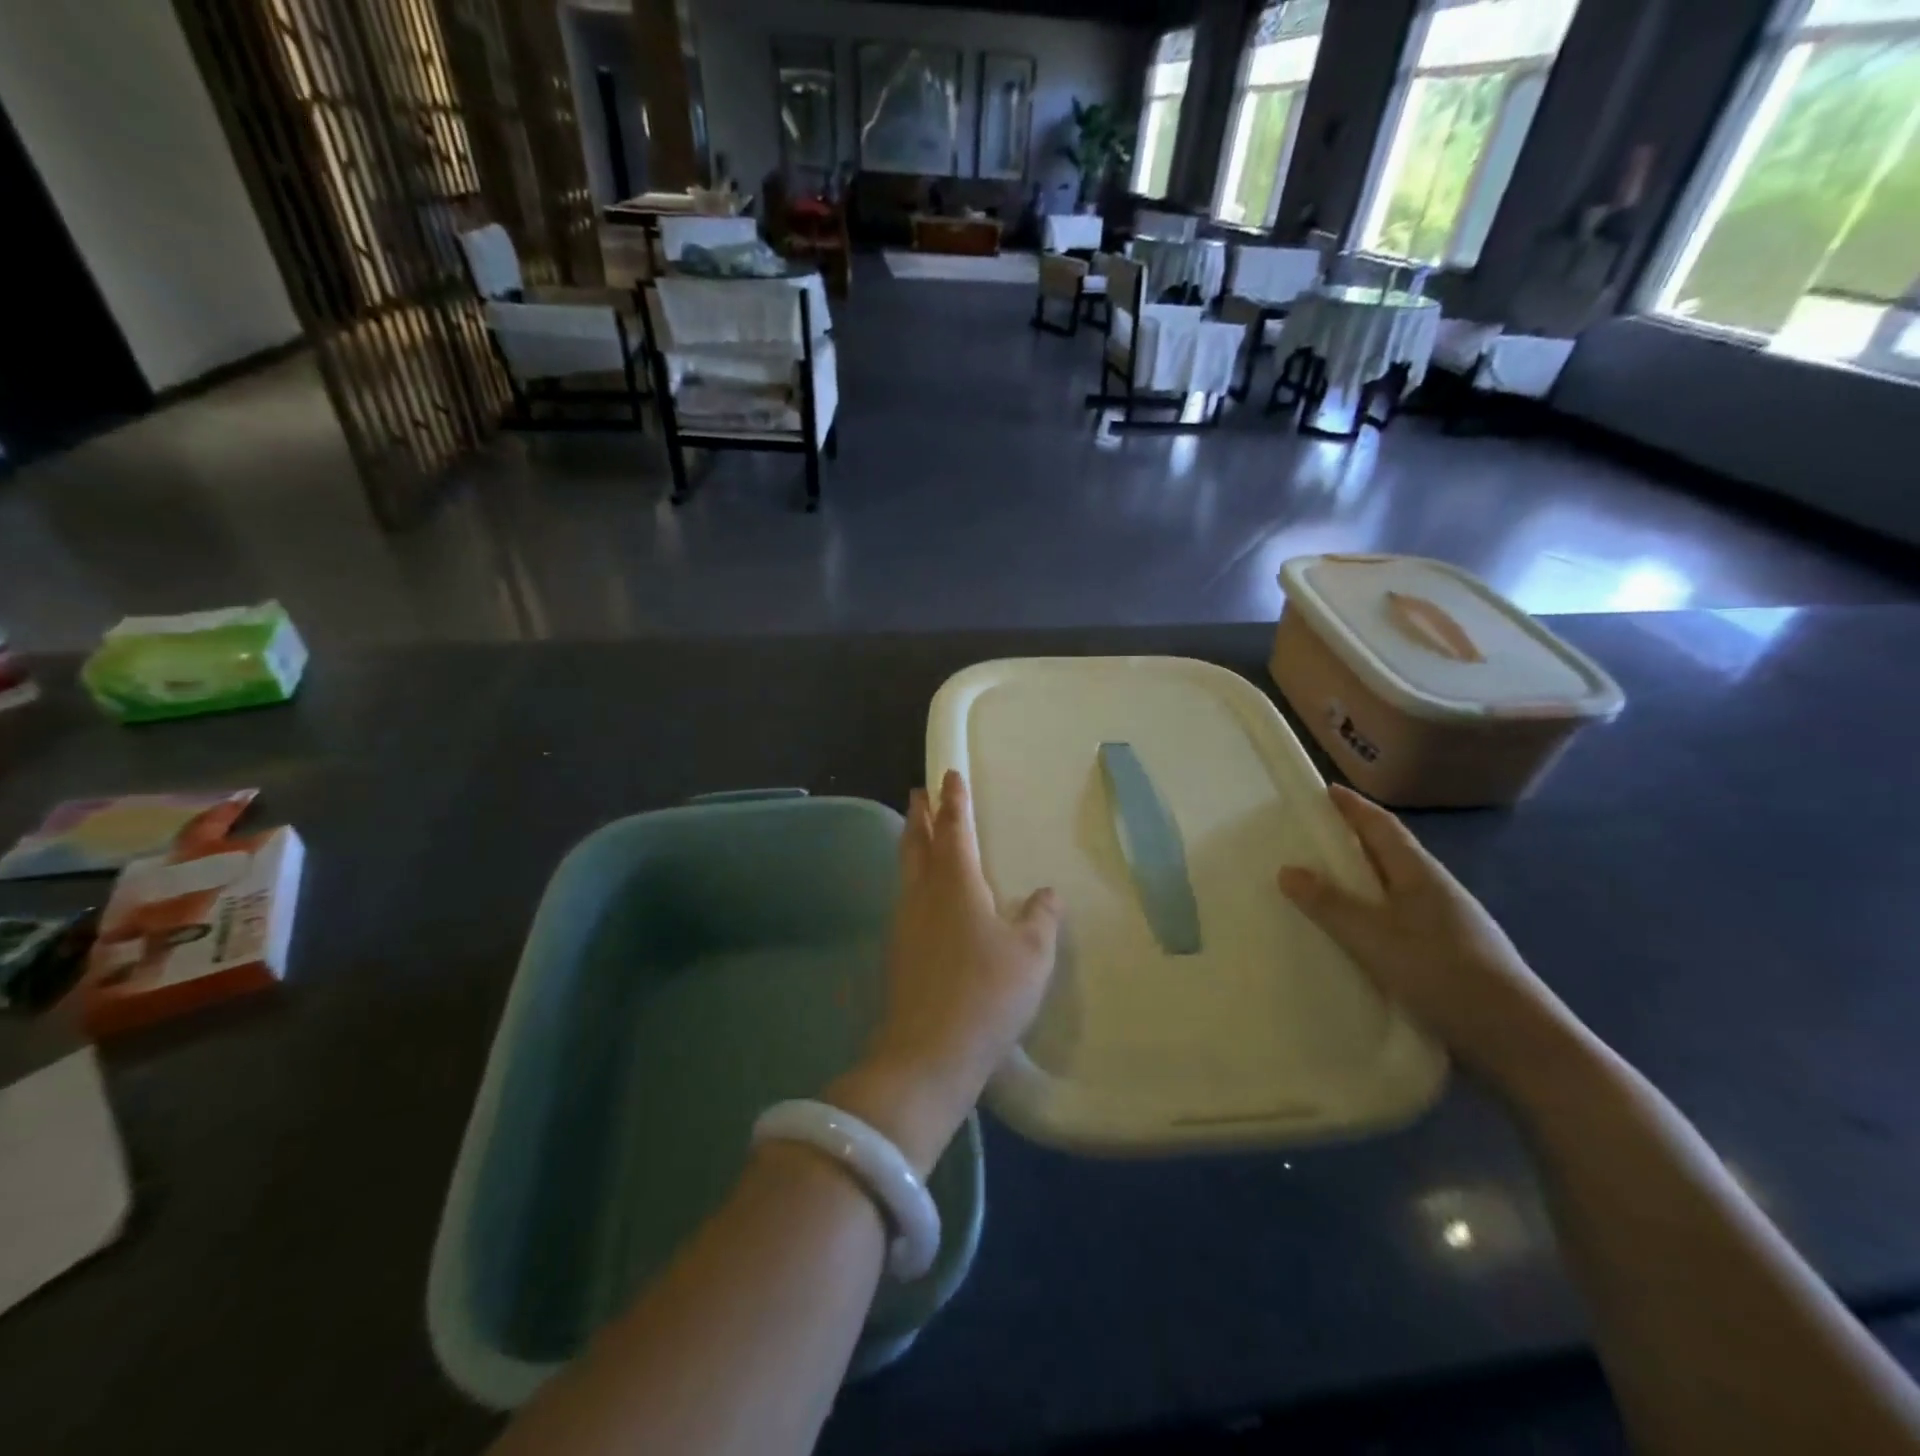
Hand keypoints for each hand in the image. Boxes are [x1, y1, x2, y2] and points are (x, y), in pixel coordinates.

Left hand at [829, 771, 1059, 1174]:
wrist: (929, 1052)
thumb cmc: (987, 993)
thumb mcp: (1032, 954)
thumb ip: (1041, 917)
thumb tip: (1046, 893)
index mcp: (956, 883)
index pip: (954, 829)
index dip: (954, 801)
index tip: (949, 775)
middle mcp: (923, 894)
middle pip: (917, 843)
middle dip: (920, 815)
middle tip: (919, 793)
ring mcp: (905, 923)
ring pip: (907, 870)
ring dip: (913, 845)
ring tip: (920, 835)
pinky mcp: (899, 951)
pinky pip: (907, 898)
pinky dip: (914, 880)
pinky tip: (925, 897)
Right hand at [1278, 784, 1583, 1092]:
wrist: (1517, 1041)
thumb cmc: (1443, 974)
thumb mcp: (1375, 938)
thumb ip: (1330, 904)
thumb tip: (1288, 869)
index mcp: (1420, 875)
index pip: (1382, 827)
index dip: (1353, 807)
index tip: (1325, 790)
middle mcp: (1436, 891)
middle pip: (1390, 853)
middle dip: (1354, 839)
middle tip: (1312, 835)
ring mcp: (1447, 924)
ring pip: (1395, 889)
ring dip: (1363, 879)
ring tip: (1325, 883)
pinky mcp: (1449, 956)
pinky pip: (1400, 919)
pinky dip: (1373, 913)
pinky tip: (1357, 934)